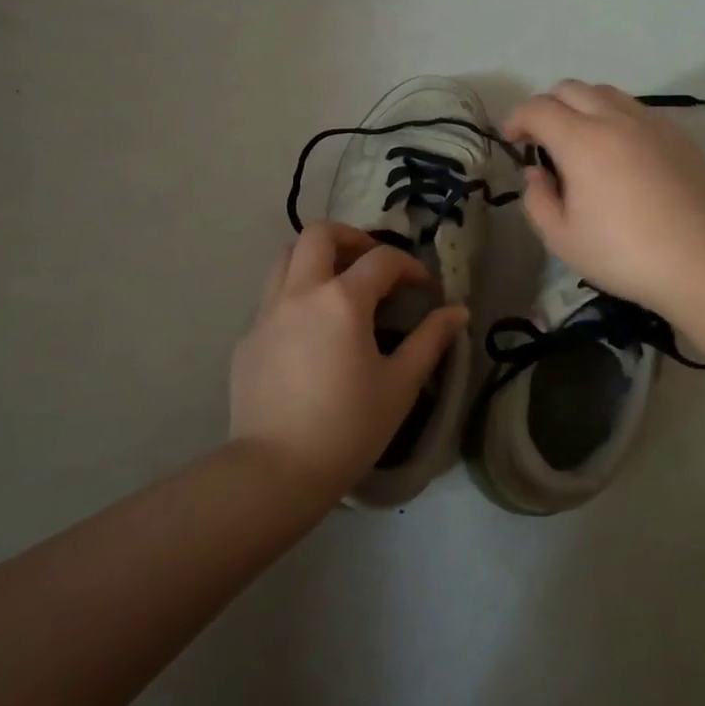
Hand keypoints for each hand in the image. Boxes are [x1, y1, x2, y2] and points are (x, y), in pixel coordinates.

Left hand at [229, 222, 467, 497]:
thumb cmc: (348, 427)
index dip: (409, 266)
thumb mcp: (400, 384)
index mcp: (342, 300)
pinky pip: (271, 297)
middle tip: (372, 262)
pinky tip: (311, 330)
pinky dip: (296, 294)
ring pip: (286, 257)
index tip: (424, 288)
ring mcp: (266, 313)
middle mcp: (300, 293)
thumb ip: (430, 340)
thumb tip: (458, 312)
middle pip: (319, 234)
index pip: (381, 259)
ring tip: (339, 283)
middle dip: (351, 237)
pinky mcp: (247, 338)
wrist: (276, 471)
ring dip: (316, 257)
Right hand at [502, 81, 704, 316]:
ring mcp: (651, 123)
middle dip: (546, 107)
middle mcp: (615, 120)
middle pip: (570, 88)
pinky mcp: (677, 135)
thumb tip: (536, 173)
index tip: (511, 140)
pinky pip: (636, 110)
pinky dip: (615, 118)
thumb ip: (537, 199)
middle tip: (542, 140)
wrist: (699, 263)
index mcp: (582, 141)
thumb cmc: (622, 255)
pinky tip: (619, 153)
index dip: (516, 119)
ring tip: (580, 141)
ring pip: (605, 93)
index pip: (538, 108)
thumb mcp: (561, 238)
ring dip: (582, 107)